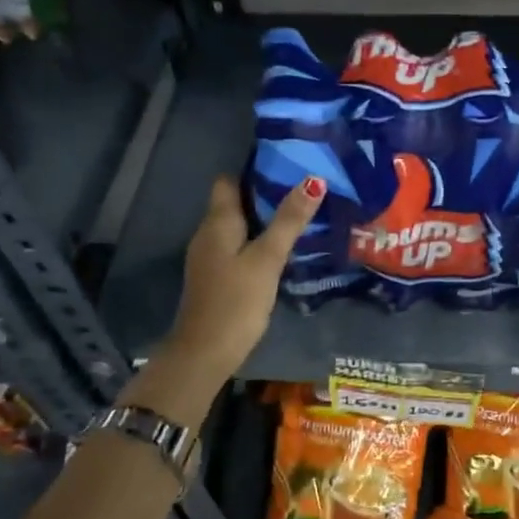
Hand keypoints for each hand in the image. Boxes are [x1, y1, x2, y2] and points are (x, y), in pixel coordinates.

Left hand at [159, 174, 323, 383]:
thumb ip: (289, 221)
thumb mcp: (267, 258)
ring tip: (300, 216)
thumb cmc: (236, 300)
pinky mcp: (217, 278)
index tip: (286, 165)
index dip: (254, 171)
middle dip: (265, 195)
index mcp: (217, 222)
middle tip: (304, 190)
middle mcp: (209, 234)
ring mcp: (210, 258)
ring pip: (238, 228)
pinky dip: (258, 243)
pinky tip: (282, 251)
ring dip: (264, 221)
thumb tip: (312, 180)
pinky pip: (239, 249)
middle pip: (235, 203)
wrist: (205, 352)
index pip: (229, 181)